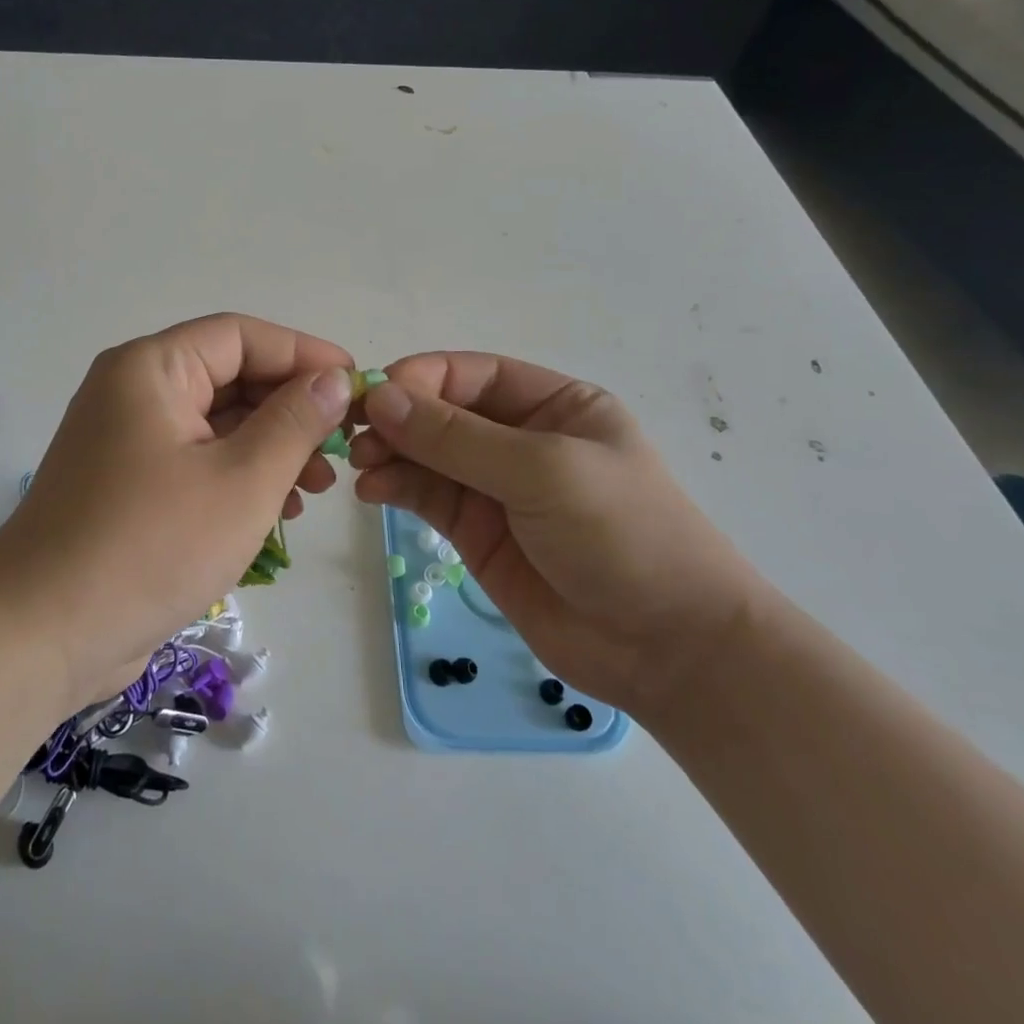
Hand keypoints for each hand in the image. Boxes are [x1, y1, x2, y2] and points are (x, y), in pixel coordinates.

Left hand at [0, 313, 354, 712]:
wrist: (42, 635)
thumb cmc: (151, 545)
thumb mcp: (242, 480)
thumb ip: (295, 422)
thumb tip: (334, 380)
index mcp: (151, 368)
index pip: (240, 336)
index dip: (303, 353)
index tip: (355, 384)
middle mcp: (134, 391)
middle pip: (229, 377)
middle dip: (290, 409)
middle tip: (342, 446)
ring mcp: (127, 440)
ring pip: (217, 423)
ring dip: (271, 446)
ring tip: (319, 486)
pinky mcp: (128, 485)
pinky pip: (197, 460)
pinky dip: (240, 475)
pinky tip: (279, 509)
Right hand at [350, 353, 767, 721]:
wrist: (668, 649)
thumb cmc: (622, 535)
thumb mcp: (543, 471)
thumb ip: (457, 437)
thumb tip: (380, 397)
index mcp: (555, 404)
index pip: (474, 374)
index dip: (423, 378)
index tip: (376, 394)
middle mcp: (522, 439)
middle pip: (444, 413)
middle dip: (399, 419)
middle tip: (355, 434)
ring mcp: (497, 488)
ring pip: (428, 455)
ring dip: (390, 453)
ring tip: (360, 466)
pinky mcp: (477, 533)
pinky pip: (427, 496)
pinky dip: (396, 488)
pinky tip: (372, 491)